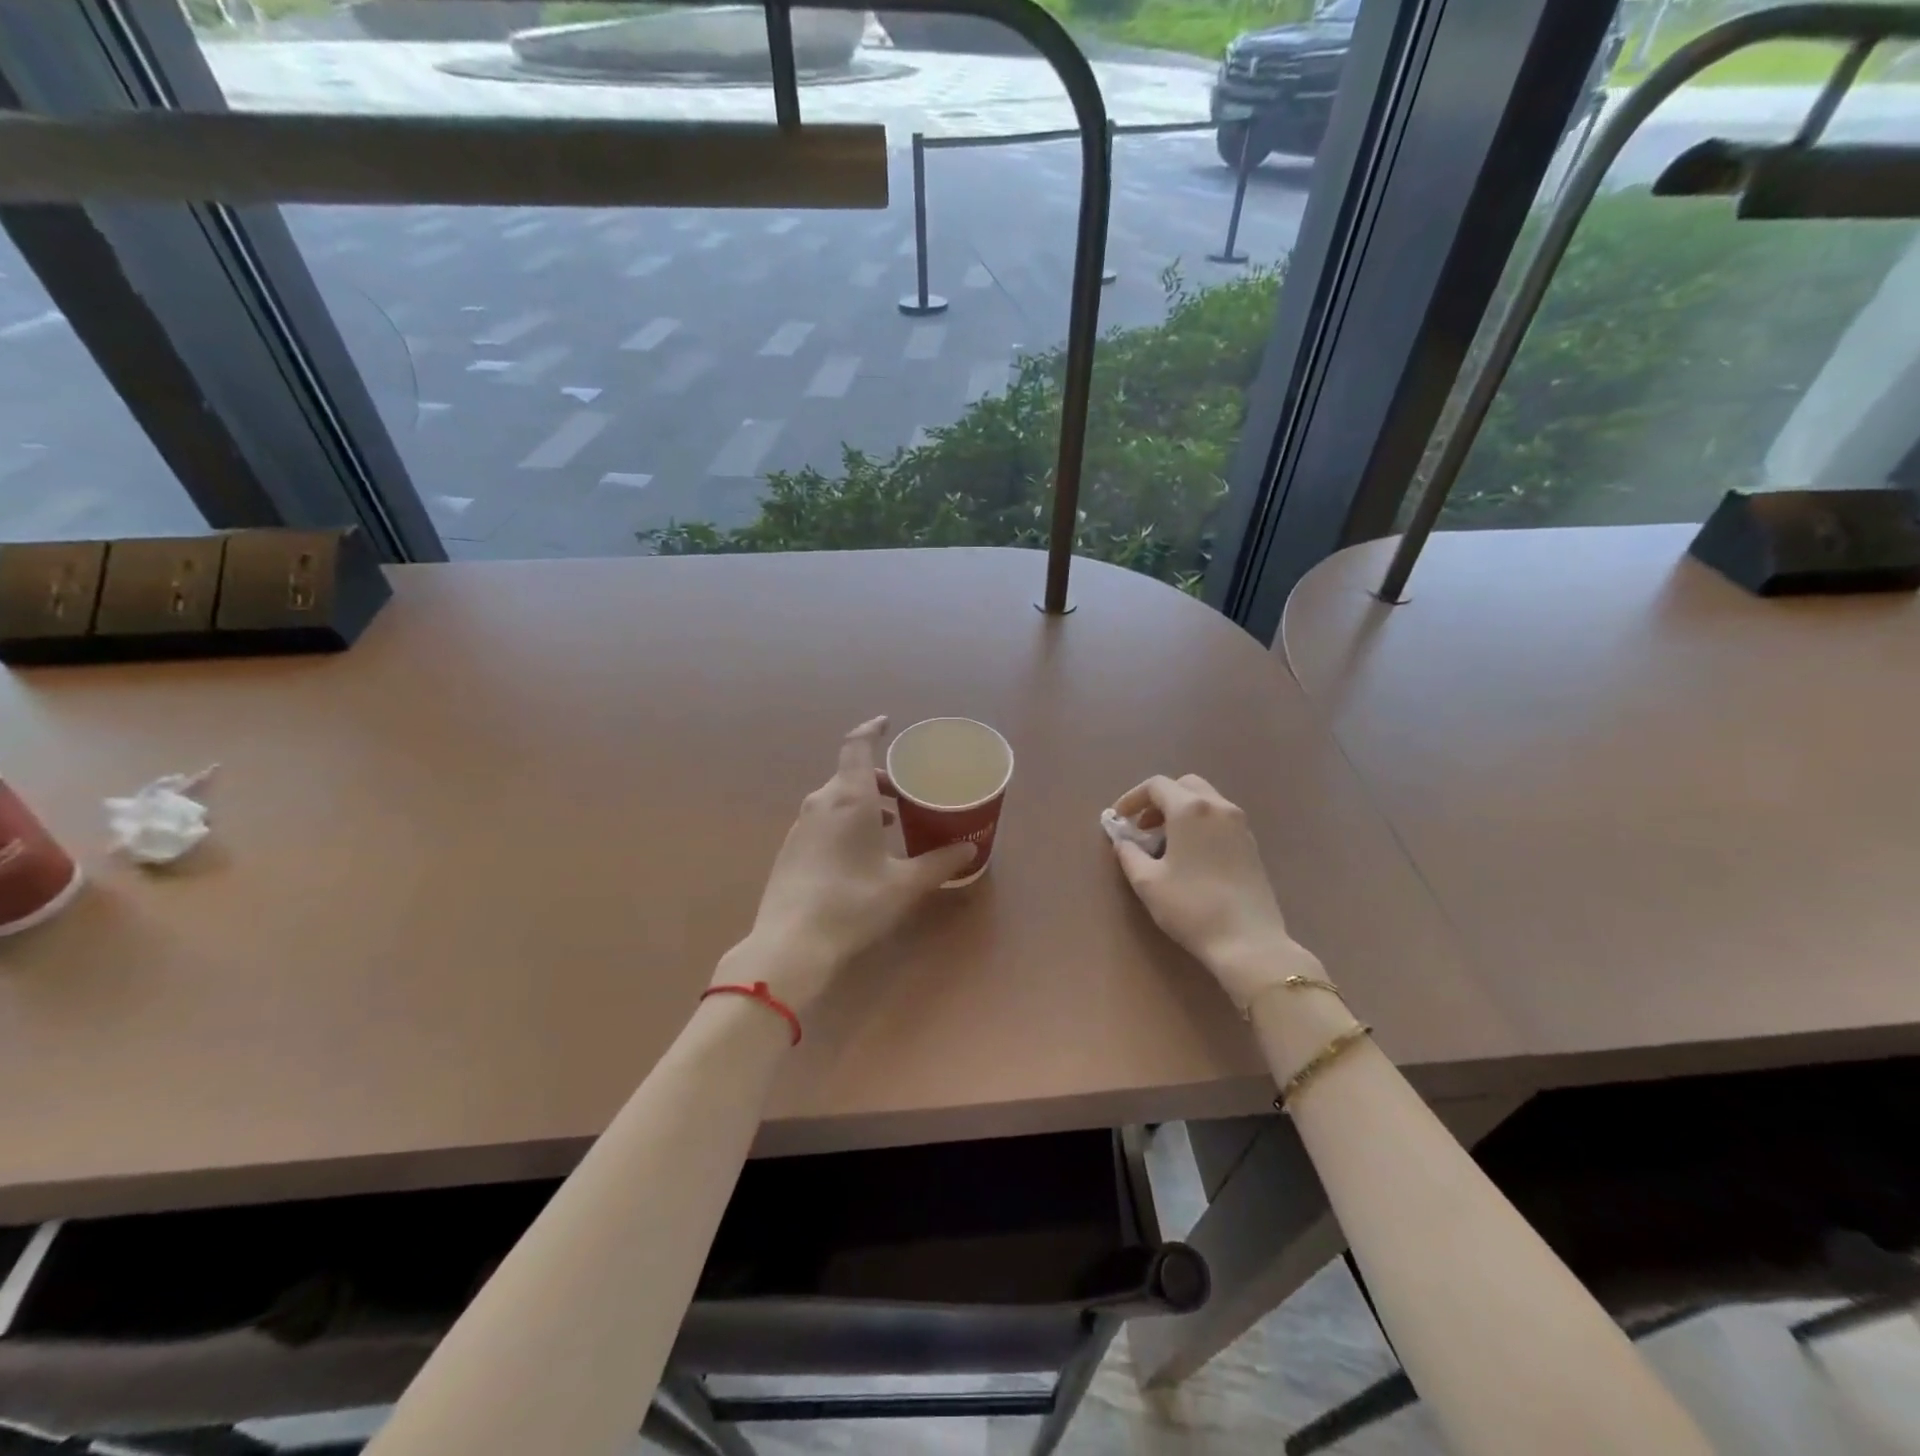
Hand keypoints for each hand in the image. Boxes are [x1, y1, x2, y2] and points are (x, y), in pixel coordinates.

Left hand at [723, 717, 975, 1012]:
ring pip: (836, 798)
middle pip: (850, 774)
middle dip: (880, 779)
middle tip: (907, 795)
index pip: (857, 745)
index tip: (887, 723)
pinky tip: (861, 852)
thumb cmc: (853, 904)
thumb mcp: (904, 884)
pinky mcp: (791, 849)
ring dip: (864, 802)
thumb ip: (939, 863)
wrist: (790, 945)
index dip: (872, 729)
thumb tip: (970, 849)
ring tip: (892, 824)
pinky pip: (824, 819)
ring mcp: (801, 826)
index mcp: (849, 797)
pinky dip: (846, 820)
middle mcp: (821, 802)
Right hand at [1109, 774, 1306, 1007]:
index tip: (1120, 820)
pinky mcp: (1251, 845)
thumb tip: (1123, 841)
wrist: (1248, 942)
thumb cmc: (1191, 907)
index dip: (1132, 798)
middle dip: (1159, 800)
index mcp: (1190, 809)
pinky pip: (1220, 820)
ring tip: (1164, 844)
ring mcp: (1240, 825)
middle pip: (1185, 786)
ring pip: (1205, 801)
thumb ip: (1129, 854)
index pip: (1156, 785)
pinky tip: (1190, 856)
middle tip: (1143, 827)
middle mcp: (1219, 807)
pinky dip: (1199, 825)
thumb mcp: (1147, 882)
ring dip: (1180, 812)